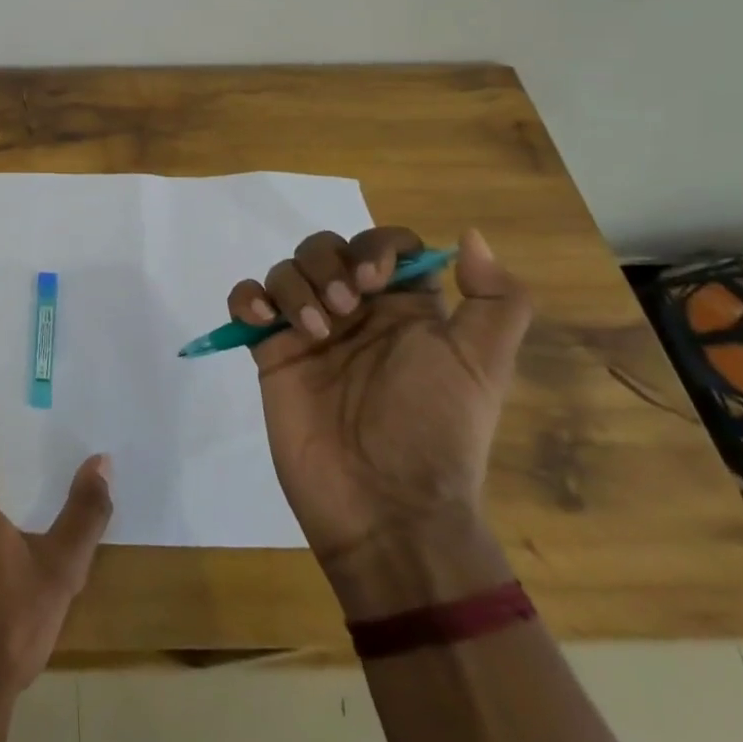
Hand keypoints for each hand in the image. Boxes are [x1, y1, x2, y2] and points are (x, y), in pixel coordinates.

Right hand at [229, 227, 530, 582]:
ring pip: (286, 269)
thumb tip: (470, 235)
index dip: (376, 248)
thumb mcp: (484, 367)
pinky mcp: (270, 351)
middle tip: (343, 311)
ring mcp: (308, 330)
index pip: (385, 245)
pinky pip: (246, 300)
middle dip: (328, 266)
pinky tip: (262, 320)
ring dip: (294, 286)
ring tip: (311, 332)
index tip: (373, 281)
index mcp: (404, 309)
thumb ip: (496, 301)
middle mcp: (355, 311)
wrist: (384, 506)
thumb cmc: (433, 430)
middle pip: (327, 248)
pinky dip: (247, 297)